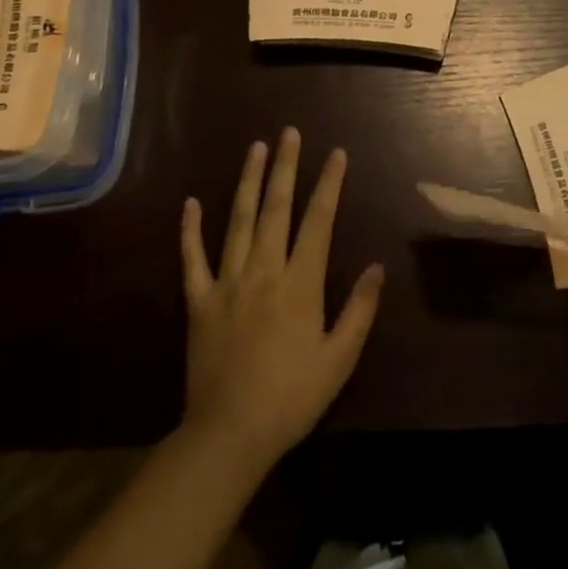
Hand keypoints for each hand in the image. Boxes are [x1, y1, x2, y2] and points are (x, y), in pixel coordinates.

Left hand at [181, 129, 383, 472]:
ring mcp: (227, 282)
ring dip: (247, 181)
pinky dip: (190, 230)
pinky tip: (190, 203)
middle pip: (276, 208)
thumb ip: (360, 309)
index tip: (336, 153)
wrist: (229, 435)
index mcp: (300, 282)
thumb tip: (376, 266)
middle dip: (285, 167)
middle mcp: (264, 270)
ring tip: (255, 148)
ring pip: (237, 221)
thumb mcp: (340, 358)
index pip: (318, 220)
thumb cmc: (292, 397)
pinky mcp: (198, 301)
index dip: (329, 184)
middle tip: (289, 133)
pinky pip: (192, 259)